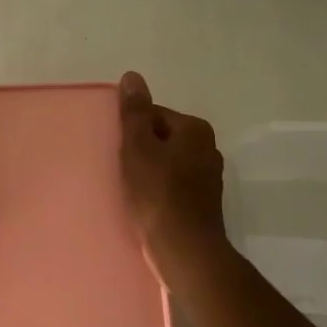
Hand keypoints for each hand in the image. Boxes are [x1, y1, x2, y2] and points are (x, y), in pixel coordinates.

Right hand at [118, 71, 231, 288]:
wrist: (185, 250)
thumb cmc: (158, 194)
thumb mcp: (139, 147)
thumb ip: (134, 112)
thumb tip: (133, 76)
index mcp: (195, 129)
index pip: (154, 115)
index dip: (131, 131)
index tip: (118, 152)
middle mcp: (208, 148)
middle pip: (161, 138)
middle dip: (140, 151)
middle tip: (120, 171)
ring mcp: (208, 178)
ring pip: (167, 164)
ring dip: (148, 172)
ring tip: (130, 191)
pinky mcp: (202, 203)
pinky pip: (173, 186)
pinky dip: (158, 191)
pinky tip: (145, 205)